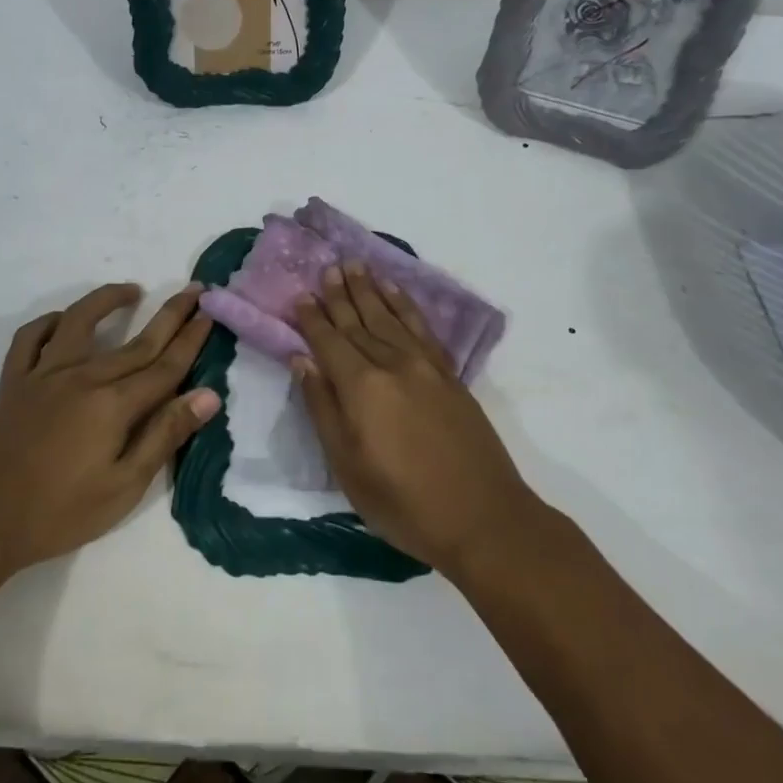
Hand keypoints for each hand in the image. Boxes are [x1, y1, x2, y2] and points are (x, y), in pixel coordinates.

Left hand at [0, 284, 215, 581]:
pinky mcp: (13, 381)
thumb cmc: (58, 513)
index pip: (165, 364)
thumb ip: (165, 435)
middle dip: (170, 314)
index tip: (210, 313)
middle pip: (137, 340)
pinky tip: (63, 321)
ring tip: (132, 290)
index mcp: (114, 404)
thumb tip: (207, 395)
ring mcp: (44, 374)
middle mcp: (83, 376)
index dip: (191, 339)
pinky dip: (49, 322)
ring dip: (108, 300)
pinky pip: (30, 338)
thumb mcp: (123, 487)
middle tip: (194, 290)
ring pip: (80, 321)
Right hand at [293, 263, 538, 576]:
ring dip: (371, 290)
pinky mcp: (450, 374)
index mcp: (362, 387)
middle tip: (328, 266)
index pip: (329, 341)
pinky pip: (422, 328)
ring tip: (357, 266)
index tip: (300, 294)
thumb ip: (323, 408)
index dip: (312, 318)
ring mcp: (425, 366)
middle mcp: (392, 364)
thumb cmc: (403, 502)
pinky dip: (406, 306)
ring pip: (390, 317)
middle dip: (340, 294)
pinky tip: (396, 293)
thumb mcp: (347, 466)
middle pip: (359, 322)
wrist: (482, 517)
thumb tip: (302, 360)